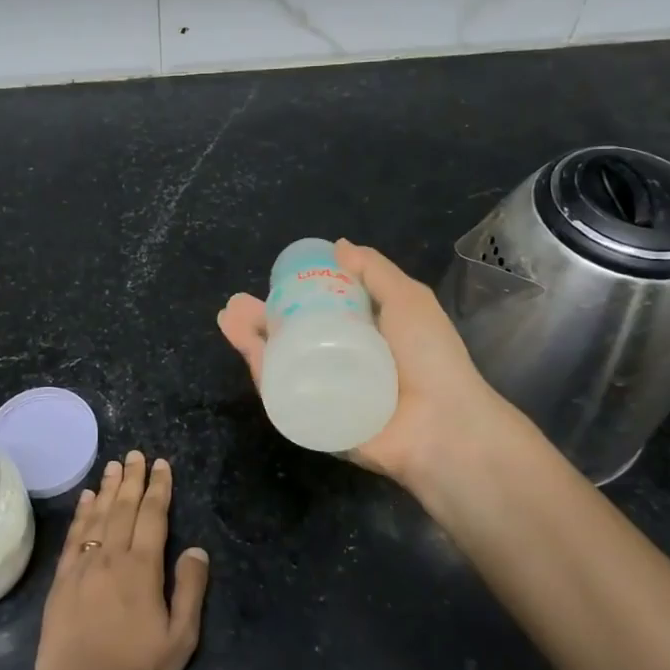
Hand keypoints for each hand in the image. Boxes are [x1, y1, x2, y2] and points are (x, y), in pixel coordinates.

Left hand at [34, 451, 210, 669]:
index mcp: (142, 570)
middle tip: (136, 454)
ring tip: (114, 465)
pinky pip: (73, 538)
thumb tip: (196, 550)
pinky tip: (85, 500)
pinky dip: (81, 515)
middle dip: (132, 479)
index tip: (161, 465)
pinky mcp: (61, 583)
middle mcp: (111, 558)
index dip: (158, 488)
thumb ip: (189, 591)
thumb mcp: (180, 640)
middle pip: (123, 508)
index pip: (152, 517)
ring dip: (107, 488)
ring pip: (97, 517)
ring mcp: (82, 568)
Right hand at [217, 239, 543, 496]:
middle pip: (288, 339)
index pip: (316, 314)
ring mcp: (322, 394)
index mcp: (360, 336)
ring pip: (278, 365)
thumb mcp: (407, 299)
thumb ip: (375, 271)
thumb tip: (339, 245)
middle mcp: (337, 364)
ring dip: (249, 341)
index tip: (272, 282)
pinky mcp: (313, 422)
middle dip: (258, 321)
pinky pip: (281, 395)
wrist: (441, 425)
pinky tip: (245, 346)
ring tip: (228, 318)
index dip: (290, 297)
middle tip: (235, 305)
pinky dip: (261, 371)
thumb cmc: (429, 357)